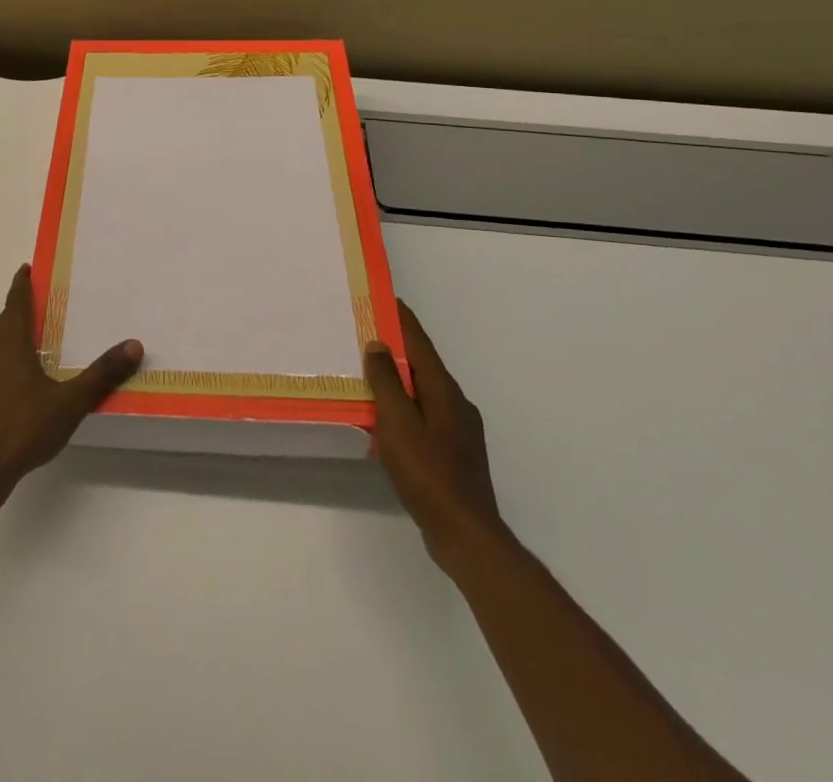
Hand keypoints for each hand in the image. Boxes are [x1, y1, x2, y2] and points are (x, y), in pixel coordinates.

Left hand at [0, 265, 141, 496]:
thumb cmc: (24, 426)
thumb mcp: (70, 400)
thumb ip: (102, 373)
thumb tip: (134, 345)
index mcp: (10, 343)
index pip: (15, 303)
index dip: (21, 284)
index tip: (26, 268)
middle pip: (6, 321)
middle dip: (21, 307)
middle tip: (43, 298)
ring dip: (14, 333)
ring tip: (37, 334)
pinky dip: (10, 356)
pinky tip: (25, 374)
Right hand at [364, 300, 506, 574]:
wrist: (466, 534)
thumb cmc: (428, 472)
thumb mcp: (398, 423)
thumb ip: (386, 382)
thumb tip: (378, 345)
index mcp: (444, 390)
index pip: (419, 343)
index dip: (401, 319)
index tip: (384, 298)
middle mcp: (456, 403)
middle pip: (423, 365)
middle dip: (397, 348)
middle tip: (366, 334)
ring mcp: (460, 430)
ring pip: (424, 391)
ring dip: (400, 379)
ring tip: (371, 374)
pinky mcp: (456, 453)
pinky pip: (426, 414)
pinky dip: (406, 406)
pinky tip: (389, 421)